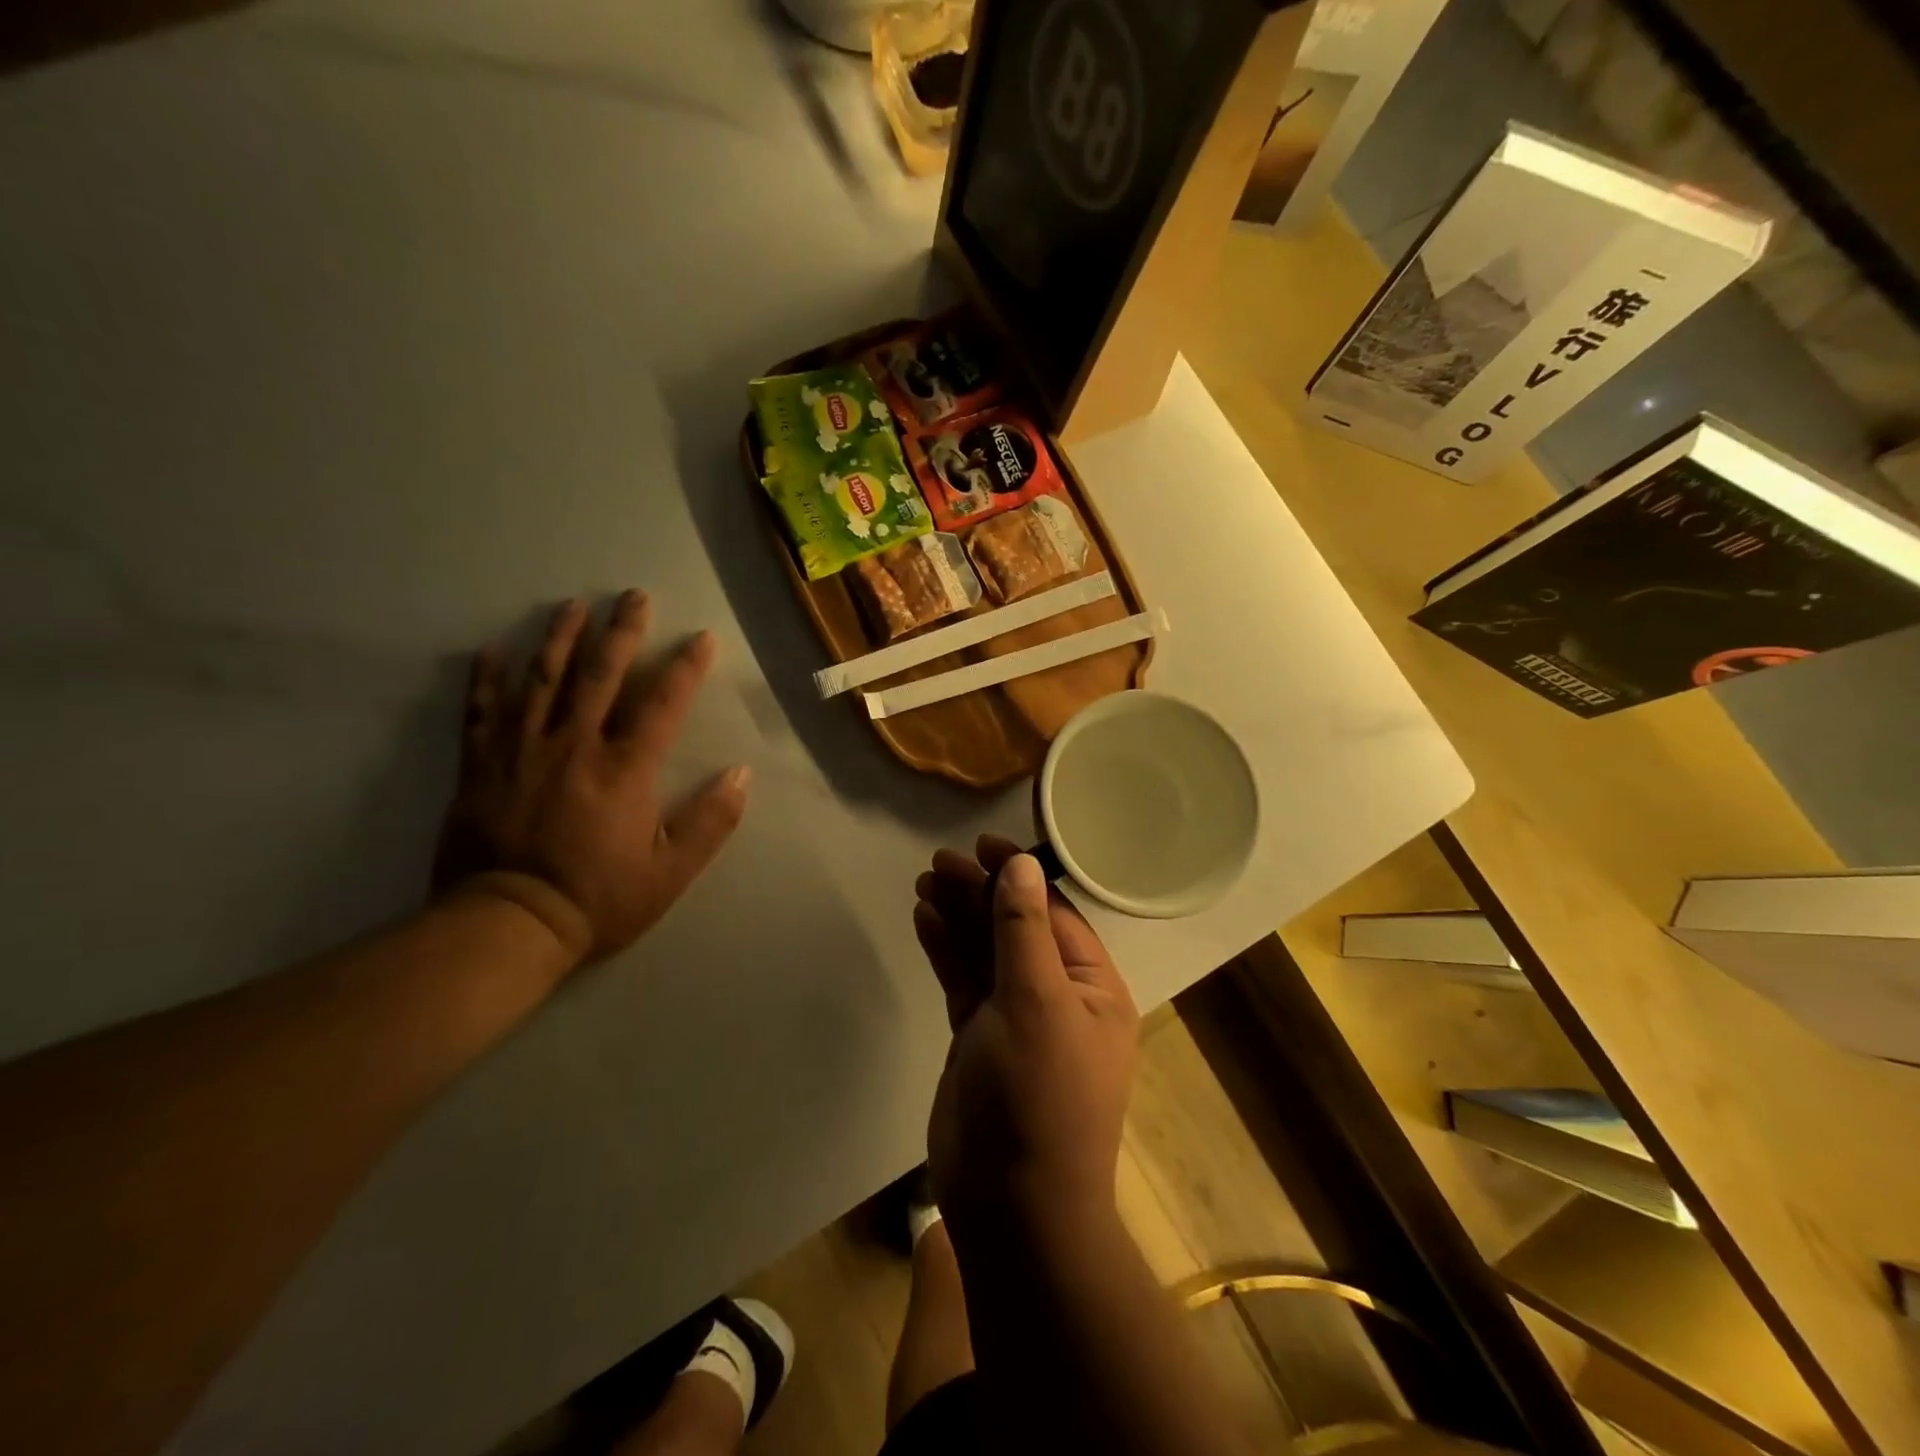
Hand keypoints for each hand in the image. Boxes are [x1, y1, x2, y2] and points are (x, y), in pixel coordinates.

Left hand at [434, 591, 749, 965]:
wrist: (506, 925)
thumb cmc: (598, 898)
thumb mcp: (670, 871)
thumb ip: (710, 821)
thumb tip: (741, 775)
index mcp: (625, 769)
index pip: (662, 703)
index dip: (685, 666)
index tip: (702, 638)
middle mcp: (575, 745)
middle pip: (600, 675)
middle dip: (621, 632)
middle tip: (633, 596)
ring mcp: (522, 751)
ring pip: (542, 680)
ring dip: (560, 638)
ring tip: (573, 604)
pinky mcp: (480, 766)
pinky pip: (482, 711)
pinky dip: (487, 678)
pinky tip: (493, 648)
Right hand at [912, 835, 1138, 1232]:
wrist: (1012, 1206)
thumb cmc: (1039, 1094)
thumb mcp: (1037, 1000)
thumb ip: (1024, 929)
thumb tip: (1022, 864)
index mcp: (1092, 987)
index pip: (1055, 914)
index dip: (1020, 874)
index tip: (982, 844)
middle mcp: (1058, 997)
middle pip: (1015, 928)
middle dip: (981, 893)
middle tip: (939, 863)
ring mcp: (1016, 1020)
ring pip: (986, 953)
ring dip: (959, 917)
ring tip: (926, 882)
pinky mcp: (979, 1040)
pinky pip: (964, 982)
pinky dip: (946, 950)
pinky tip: (925, 919)